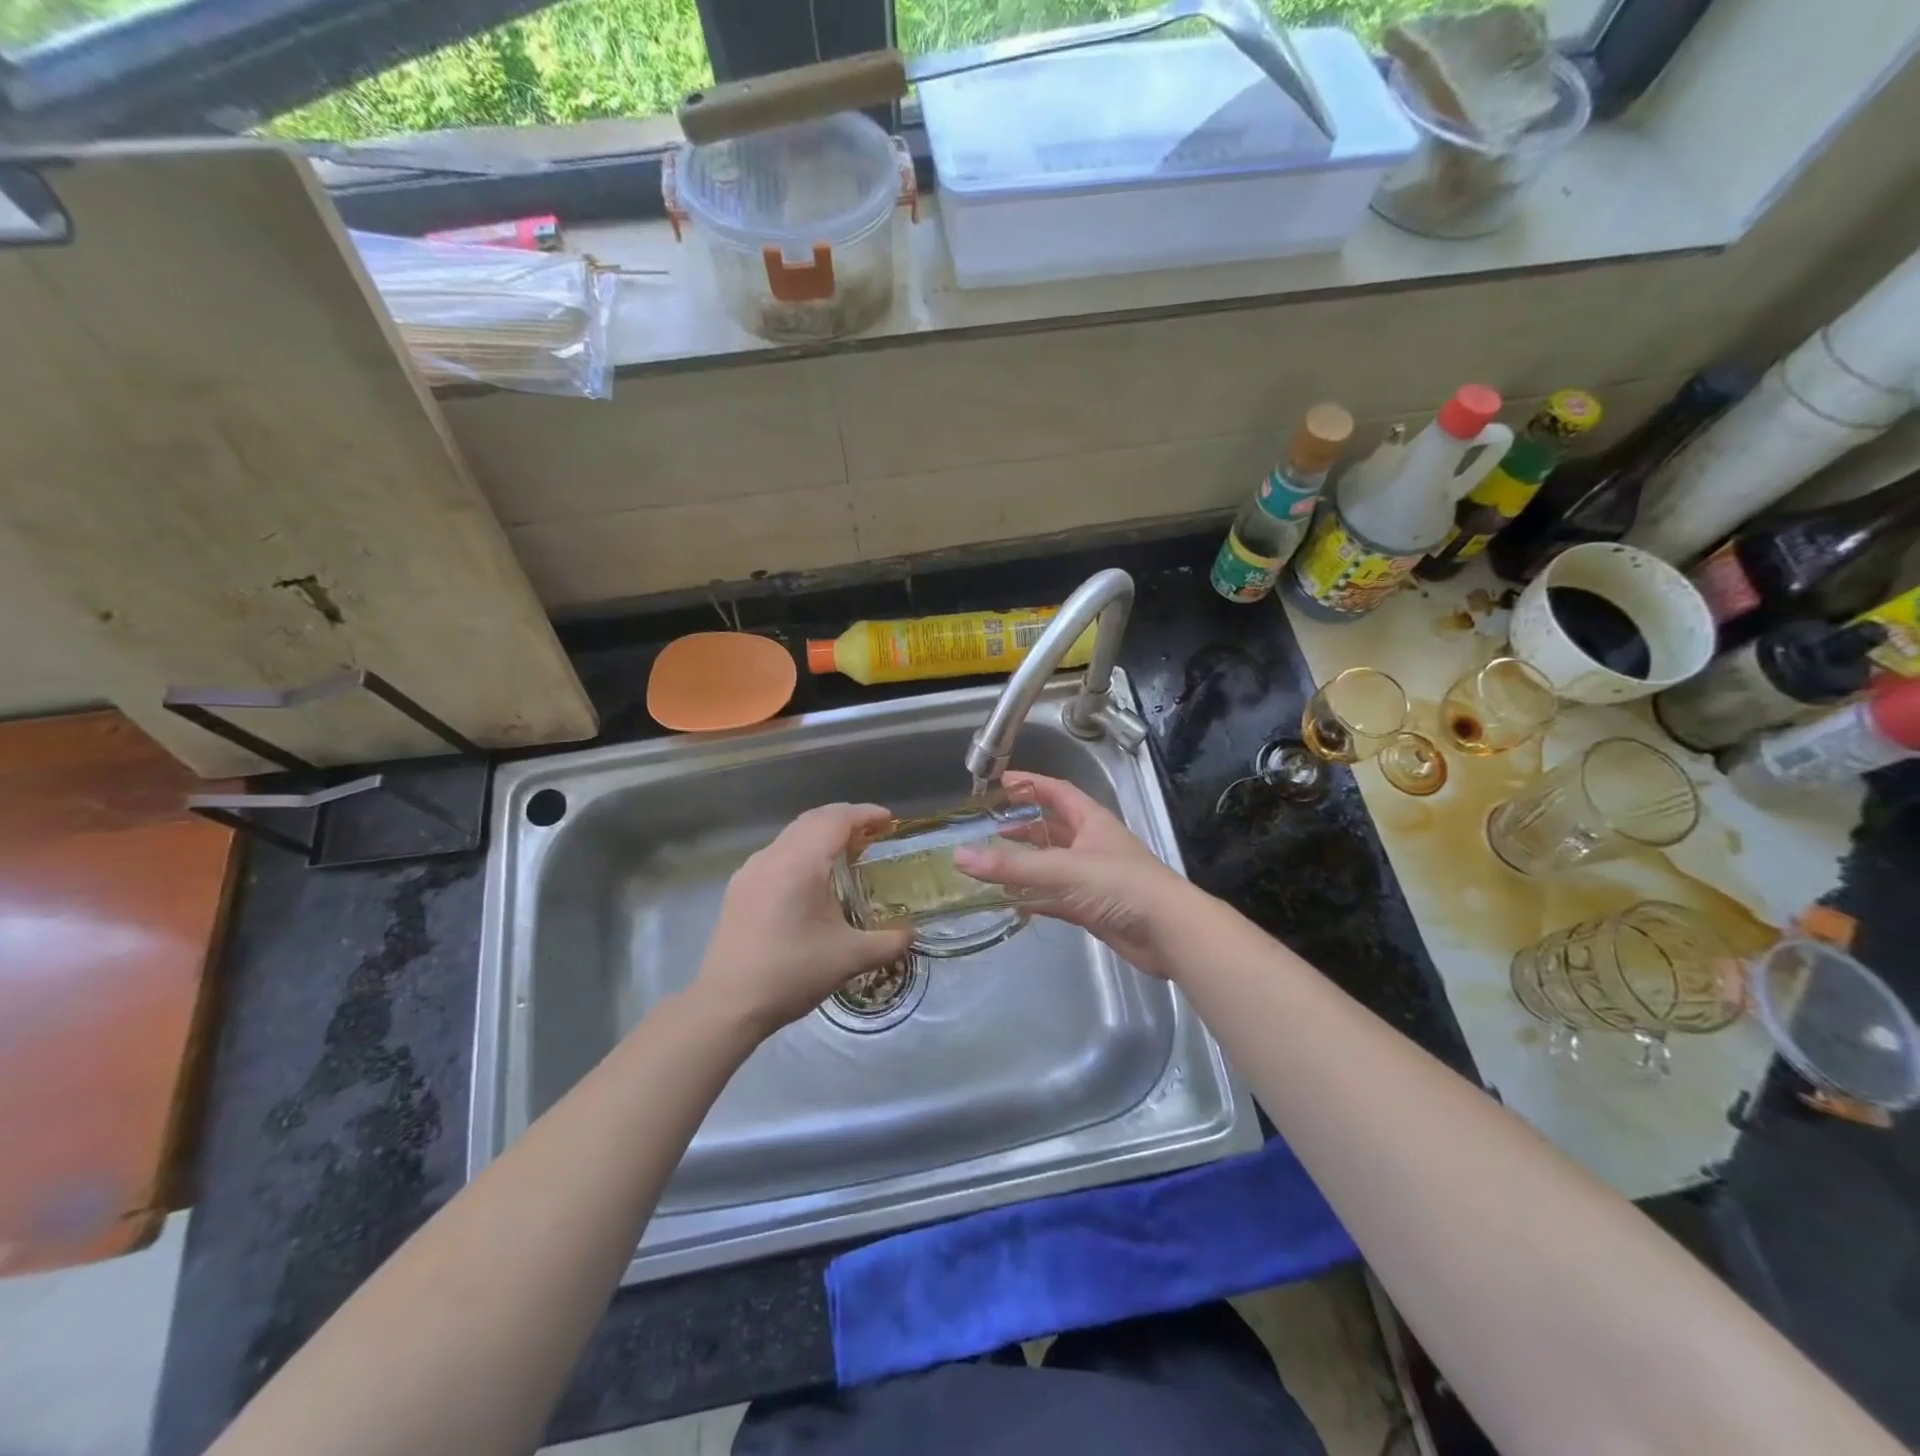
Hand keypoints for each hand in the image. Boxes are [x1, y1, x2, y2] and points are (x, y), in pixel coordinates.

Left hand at [693, 804, 914, 1035]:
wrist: (727, 1005)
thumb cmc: (791, 974)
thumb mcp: (850, 958)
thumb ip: (888, 942)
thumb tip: (911, 935)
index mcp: (800, 864)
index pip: (837, 820)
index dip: (865, 814)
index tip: (889, 821)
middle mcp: (773, 857)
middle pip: (813, 820)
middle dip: (845, 819)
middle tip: (873, 834)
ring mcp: (751, 871)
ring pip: (792, 835)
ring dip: (821, 834)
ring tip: (846, 853)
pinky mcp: (739, 889)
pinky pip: (777, 854)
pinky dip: (801, 852)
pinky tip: (811, 879)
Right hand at [952, 772, 1200, 978]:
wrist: (1169, 933)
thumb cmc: (1121, 887)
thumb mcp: (1064, 869)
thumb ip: (1013, 865)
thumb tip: (961, 856)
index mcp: (1092, 821)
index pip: (1057, 792)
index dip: (1030, 784)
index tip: (999, 783)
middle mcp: (1092, 845)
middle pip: (1052, 828)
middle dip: (1022, 826)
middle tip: (988, 828)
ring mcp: (1093, 878)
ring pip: (1052, 864)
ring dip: (1026, 863)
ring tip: (991, 863)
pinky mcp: (1092, 908)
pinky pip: (1055, 897)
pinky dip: (1034, 897)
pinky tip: (1011, 901)